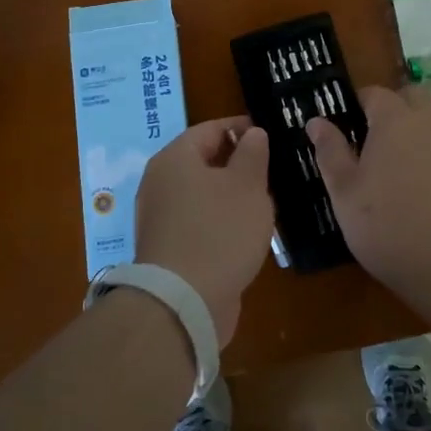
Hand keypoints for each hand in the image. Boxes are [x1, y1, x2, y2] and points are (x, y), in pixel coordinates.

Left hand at [135, 117, 272, 343]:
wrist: (183, 303)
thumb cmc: (219, 232)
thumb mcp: (247, 185)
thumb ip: (252, 154)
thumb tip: (252, 134)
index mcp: (175, 158)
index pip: (209, 129)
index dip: (240, 127)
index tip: (268, 132)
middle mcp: (160, 183)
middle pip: (202, 161)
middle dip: (236, 162)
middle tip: (270, 168)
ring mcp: (160, 218)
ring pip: (201, 194)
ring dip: (229, 194)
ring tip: (264, 200)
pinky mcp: (167, 248)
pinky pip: (198, 222)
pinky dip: (220, 220)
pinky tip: (244, 232)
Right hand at [307, 84, 430, 297]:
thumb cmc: (386, 224)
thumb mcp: (344, 190)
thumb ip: (330, 151)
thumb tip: (316, 121)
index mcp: (394, 120)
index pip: (373, 93)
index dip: (354, 105)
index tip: (340, 128)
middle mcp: (427, 123)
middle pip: (410, 97)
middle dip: (390, 107)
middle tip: (367, 138)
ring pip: (429, 120)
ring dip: (410, 129)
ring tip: (387, 164)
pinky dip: (426, 153)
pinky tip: (412, 186)